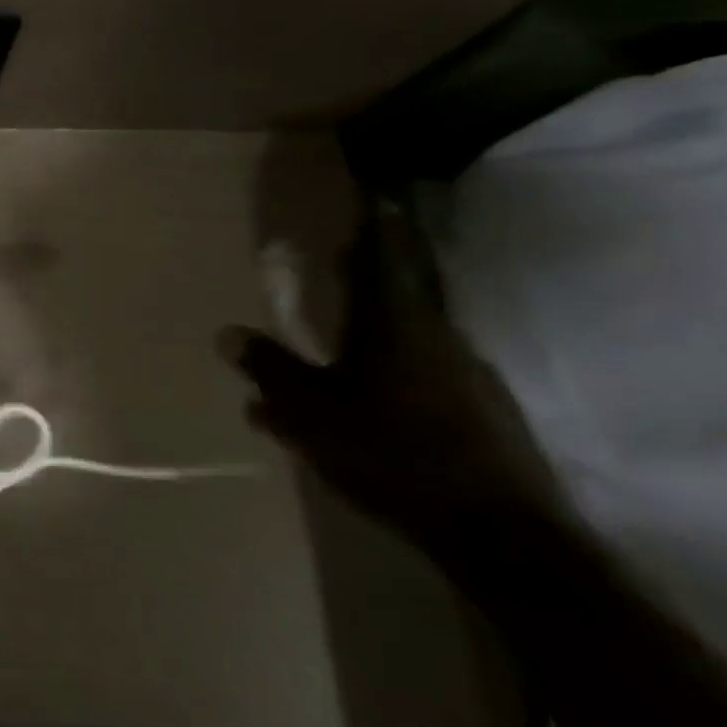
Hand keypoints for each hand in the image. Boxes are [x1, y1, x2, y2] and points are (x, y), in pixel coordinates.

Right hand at [220, 198, 563, 554]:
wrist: (500, 534)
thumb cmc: (391, 453)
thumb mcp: (310, 412)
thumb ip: (270, 370)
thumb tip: (226, 333)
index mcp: (395, 325)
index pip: (385, 255)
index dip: (375, 223)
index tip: (371, 191)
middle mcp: (437, 338)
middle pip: (400, 290)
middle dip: (367, 272)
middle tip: (340, 257)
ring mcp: (467, 376)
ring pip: (409, 337)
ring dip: (373, 329)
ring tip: (337, 340)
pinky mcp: (483, 414)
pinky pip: (424, 374)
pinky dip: (390, 371)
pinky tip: (365, 403)